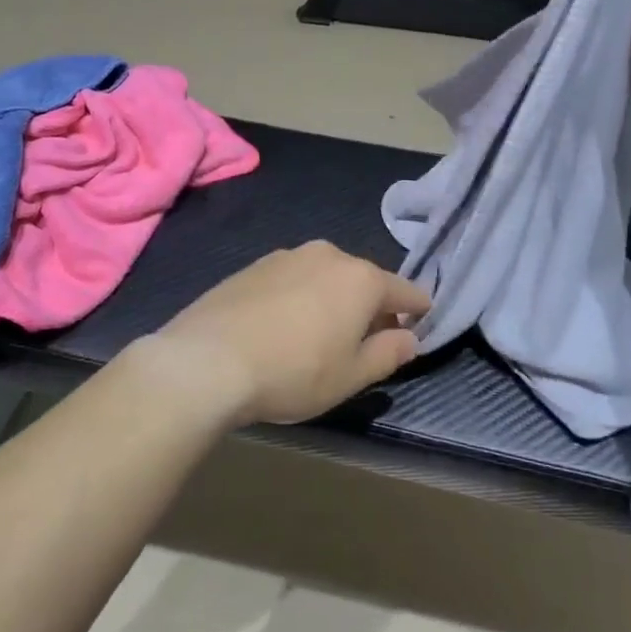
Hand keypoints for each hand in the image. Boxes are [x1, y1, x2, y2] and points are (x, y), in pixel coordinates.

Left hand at [140, 242, 430, 426]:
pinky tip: (285, 325)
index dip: (418, 307)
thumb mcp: (351, 376)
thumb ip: (388, 353)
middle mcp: (328, 255)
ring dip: (333, 298)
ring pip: (325, 276)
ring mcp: (286, 255)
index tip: (423, 320)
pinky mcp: (253, 265)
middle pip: (363, 279)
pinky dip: (300, 296)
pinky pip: (292, 279)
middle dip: (372, 305)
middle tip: (368, 338)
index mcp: (360, 278)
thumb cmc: (293, 372)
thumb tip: (410, 337)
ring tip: (323, 333)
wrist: (207, 360)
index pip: (405, 290)